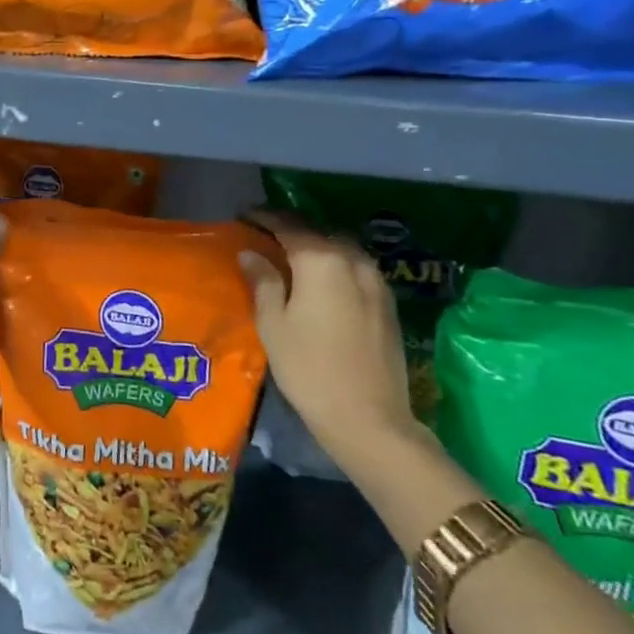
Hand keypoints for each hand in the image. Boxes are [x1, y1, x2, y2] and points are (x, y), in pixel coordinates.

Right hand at [238, 209, 416, 462]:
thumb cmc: (308, 367)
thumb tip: (251, 253)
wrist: (368, 417)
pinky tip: (322, 279)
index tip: (245, 216)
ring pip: (342, 249)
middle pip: (319, 232)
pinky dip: (335, 264)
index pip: (289, 226)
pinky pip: (356, 268)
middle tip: (266, 234)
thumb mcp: (273, 323)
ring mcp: (376, 281)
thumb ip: (263, 281)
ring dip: (317, 245)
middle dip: (292, 229)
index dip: (265, 218)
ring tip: (293, 255)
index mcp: (321, 260)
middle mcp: (353, 261)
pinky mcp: (387, 303)